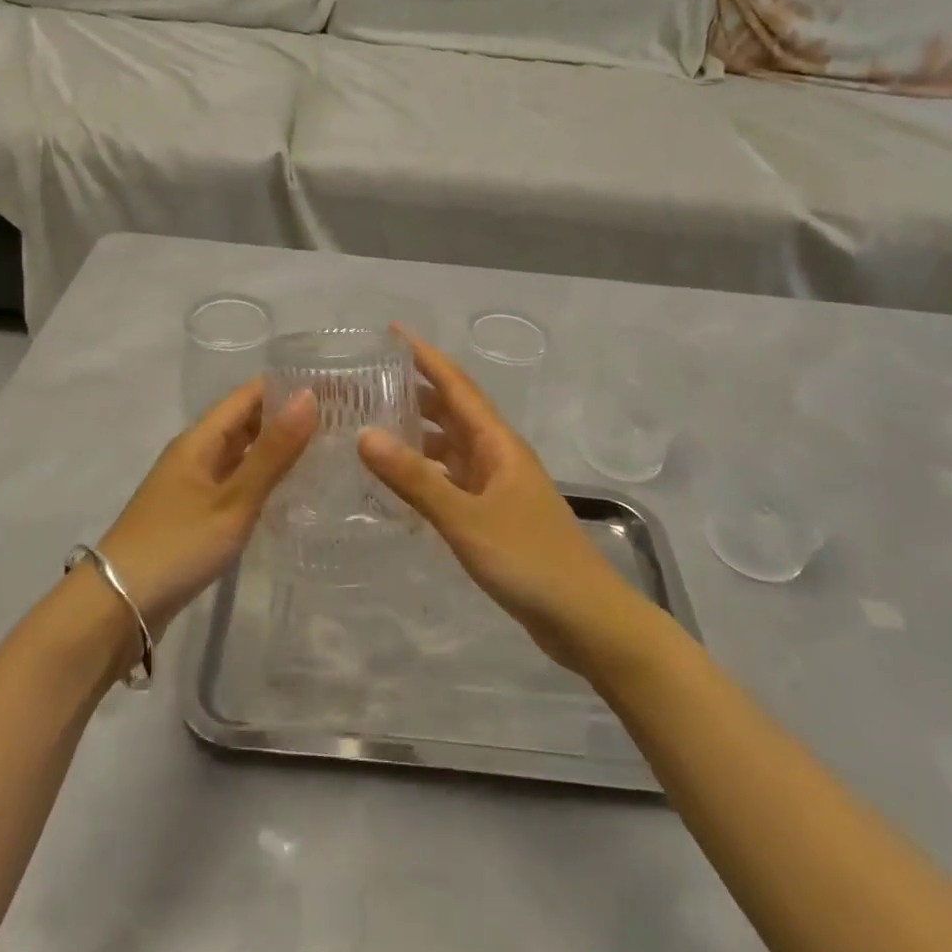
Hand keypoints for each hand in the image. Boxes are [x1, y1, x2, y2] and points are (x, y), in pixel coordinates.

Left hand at [97, 381, 316, 631]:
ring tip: (327, 450)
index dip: (288, 387)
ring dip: (278, 449)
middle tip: (340, 421)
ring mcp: (193, 485)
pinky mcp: (195, 514)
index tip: (334, 388)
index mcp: (200, 439)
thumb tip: (310, 396)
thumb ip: (273, 452)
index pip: (250, 395)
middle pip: (246, 422)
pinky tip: (292, 492)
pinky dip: (263, 479)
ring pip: (242, 454)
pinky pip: (236, 482)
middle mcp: (196, 454)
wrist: (118, 607)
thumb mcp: (233, 500)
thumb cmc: (177, 545)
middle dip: (288, 417)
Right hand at [358, 329, 652, 674]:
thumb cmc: (529, 560)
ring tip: (374, 425)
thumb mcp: (466, 518)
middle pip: (453, 411)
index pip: (456, 386)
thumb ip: (415, 479)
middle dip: (416, 391)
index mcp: (497, 443)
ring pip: (452, 446)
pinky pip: (454, 480)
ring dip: (420, 432)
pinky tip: (401, 481)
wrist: (586, 619)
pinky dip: (427, 473)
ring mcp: (498, 487)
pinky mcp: (496, 516)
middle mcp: (498, 456)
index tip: (392, 332)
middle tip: (368, 381)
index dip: (425, 356)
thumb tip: (365, 434)